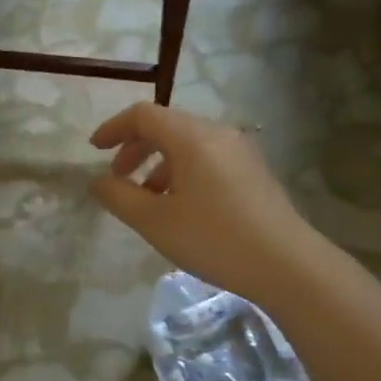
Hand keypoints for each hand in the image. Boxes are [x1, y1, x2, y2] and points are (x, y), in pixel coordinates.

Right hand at [89, 102, 316, 306]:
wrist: (287, 264)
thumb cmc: (213, 239)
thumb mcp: (154, 222)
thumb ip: (119, 196)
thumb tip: (98, 181)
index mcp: (191, 137)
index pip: (144, 115)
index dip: (114, 128)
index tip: (94, 150)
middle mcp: (218, 133)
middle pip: (167, 126)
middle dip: (135, 147)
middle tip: (118, 177)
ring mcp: (240, 151)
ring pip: (188, 144)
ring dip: (159, 163)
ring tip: (148, 199)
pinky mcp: (253, 171)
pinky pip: (208, 158)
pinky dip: (183, 171)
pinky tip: (181, 206)